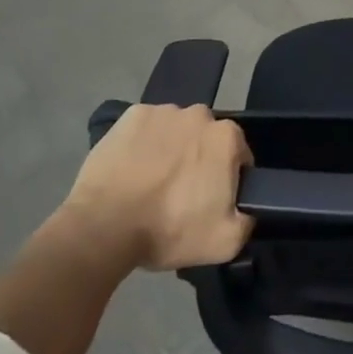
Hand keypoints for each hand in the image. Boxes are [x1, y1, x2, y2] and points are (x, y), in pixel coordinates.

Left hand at [57, 104, 253, 271]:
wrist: (104, 227)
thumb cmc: (169, 230)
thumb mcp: (226, 242)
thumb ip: (248, 219)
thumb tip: (248, 206)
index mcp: (227, 137)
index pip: (238, 156)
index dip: (227, 180)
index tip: (210, 201)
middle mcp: (199, 114)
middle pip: (206, 138)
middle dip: (199, 159)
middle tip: (181, 193)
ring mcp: (163, 111)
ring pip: (176, 130)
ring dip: (171, 149)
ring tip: (152, 183)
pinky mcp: (131, 115)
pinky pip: (146, 128)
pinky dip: (143, 143)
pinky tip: (132, 169)